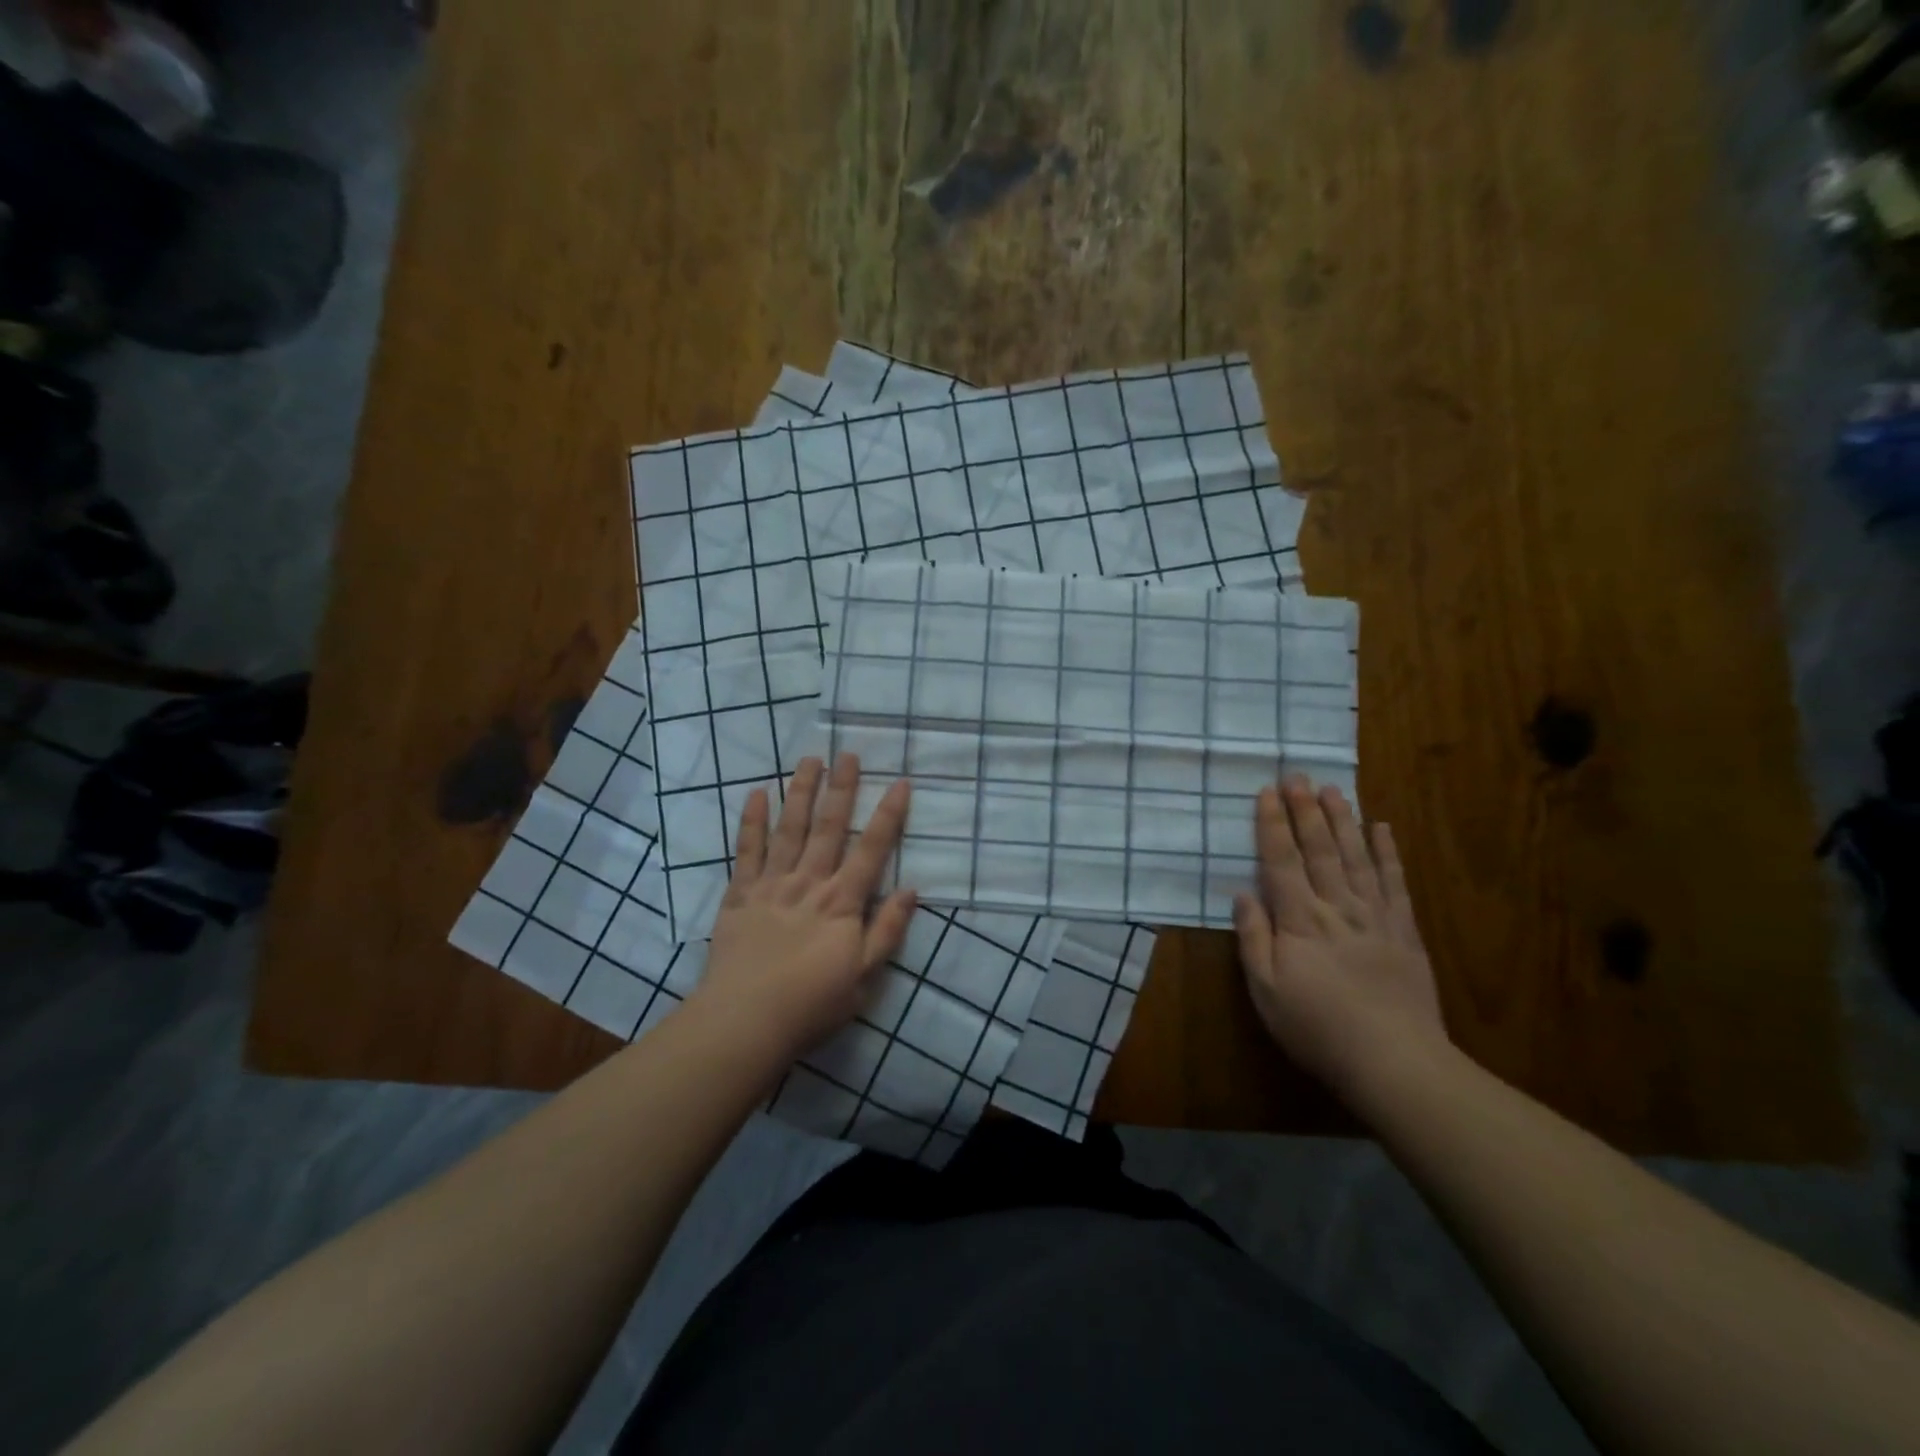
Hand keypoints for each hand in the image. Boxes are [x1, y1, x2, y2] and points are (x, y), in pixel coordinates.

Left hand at [695, 753, 916, 1061]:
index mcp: (842, 902)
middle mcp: (809, 882)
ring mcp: (772, 884)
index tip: (900, 783)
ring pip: (789, 829)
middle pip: (829, 828)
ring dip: (801, 792)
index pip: (871, 850)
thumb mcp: (864, 978)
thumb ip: (887, 931)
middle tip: (848, 754)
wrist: (744, 1022)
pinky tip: (758, 794)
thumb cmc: (811, 1004)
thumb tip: (911, 890)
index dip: (888, 815)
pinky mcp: (740, 894)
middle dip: (841, 789)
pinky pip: (747, 851)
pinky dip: (752, 821)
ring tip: (810, 760)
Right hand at [1233, 776, 1448, 1100]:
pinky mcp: (1405, 931)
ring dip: (1342, 820)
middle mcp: (1337, 907)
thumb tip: (1243, 894)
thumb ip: (1253, 939)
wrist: (1396, 1062)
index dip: (1273, 825)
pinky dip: (1388, 853)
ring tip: (1332, 789)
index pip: (1281, 862)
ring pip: (1356, 857)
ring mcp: (1375, 916)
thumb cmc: (1318, 1028)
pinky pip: (1395, 883)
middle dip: (1305, 811)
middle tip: (1297, 776)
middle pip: (1319, 850)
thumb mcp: (1266, 991)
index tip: (1267, 793)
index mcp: (1300, 921)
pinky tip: (1381, 828)